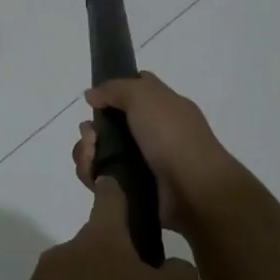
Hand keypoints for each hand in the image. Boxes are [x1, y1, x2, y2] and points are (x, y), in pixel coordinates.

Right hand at [72, 73, 238, 233]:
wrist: (194, 190)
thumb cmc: (172, 136)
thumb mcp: (145, 96)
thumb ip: (115, 89)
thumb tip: (91, 95)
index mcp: (161, 108)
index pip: (133, 91)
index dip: (113, 91)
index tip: (96, 100)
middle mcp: (150, 133)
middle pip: (107, 125)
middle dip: (90, 129)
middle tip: (91, 136)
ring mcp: (140, 162)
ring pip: (99, 152)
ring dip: (86, 152)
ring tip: (91, 157)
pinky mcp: (130, 189)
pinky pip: (101, 179)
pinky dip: (92, 175)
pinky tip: (95, 176)